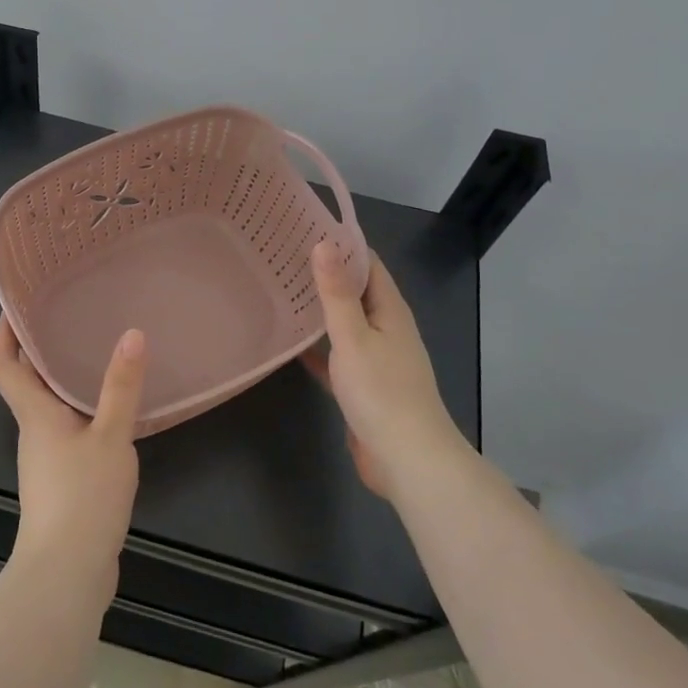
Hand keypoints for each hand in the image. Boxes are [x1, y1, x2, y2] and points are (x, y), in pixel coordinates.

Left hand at [0, 316, 147, 605]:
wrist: (67, 573)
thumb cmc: (82, 497)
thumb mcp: (110, 437)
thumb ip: (121, 387)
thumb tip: (132, 333)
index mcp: (34, 414)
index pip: (4, 365)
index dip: (3, 334)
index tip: (13, 305)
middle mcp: (33, 431)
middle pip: (26, 382)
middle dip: (39, 350)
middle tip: (67, 316)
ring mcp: (45, 459)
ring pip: (48, 407)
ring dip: (61, 379)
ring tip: (92, 352)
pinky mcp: (61, 481)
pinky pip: (67, 430)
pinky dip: (80, 411)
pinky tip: (109, 410)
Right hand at [300, 242, 465, 501]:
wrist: (407, 459)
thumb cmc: (381, 391)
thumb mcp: (353, 337)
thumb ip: (336, 293)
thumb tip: (324, 243)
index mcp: (390, 310)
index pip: (367, 263)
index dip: (341, 243)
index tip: (304, 227)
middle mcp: (386, 328)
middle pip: (355, 291)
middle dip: (325, 273)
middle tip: (281, 256)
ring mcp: (376, 357)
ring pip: (344, 322)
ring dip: (319, 308)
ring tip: (280, 289)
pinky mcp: (363, 384)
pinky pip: (336, 354)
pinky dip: (317, 345)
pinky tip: (289, 341)